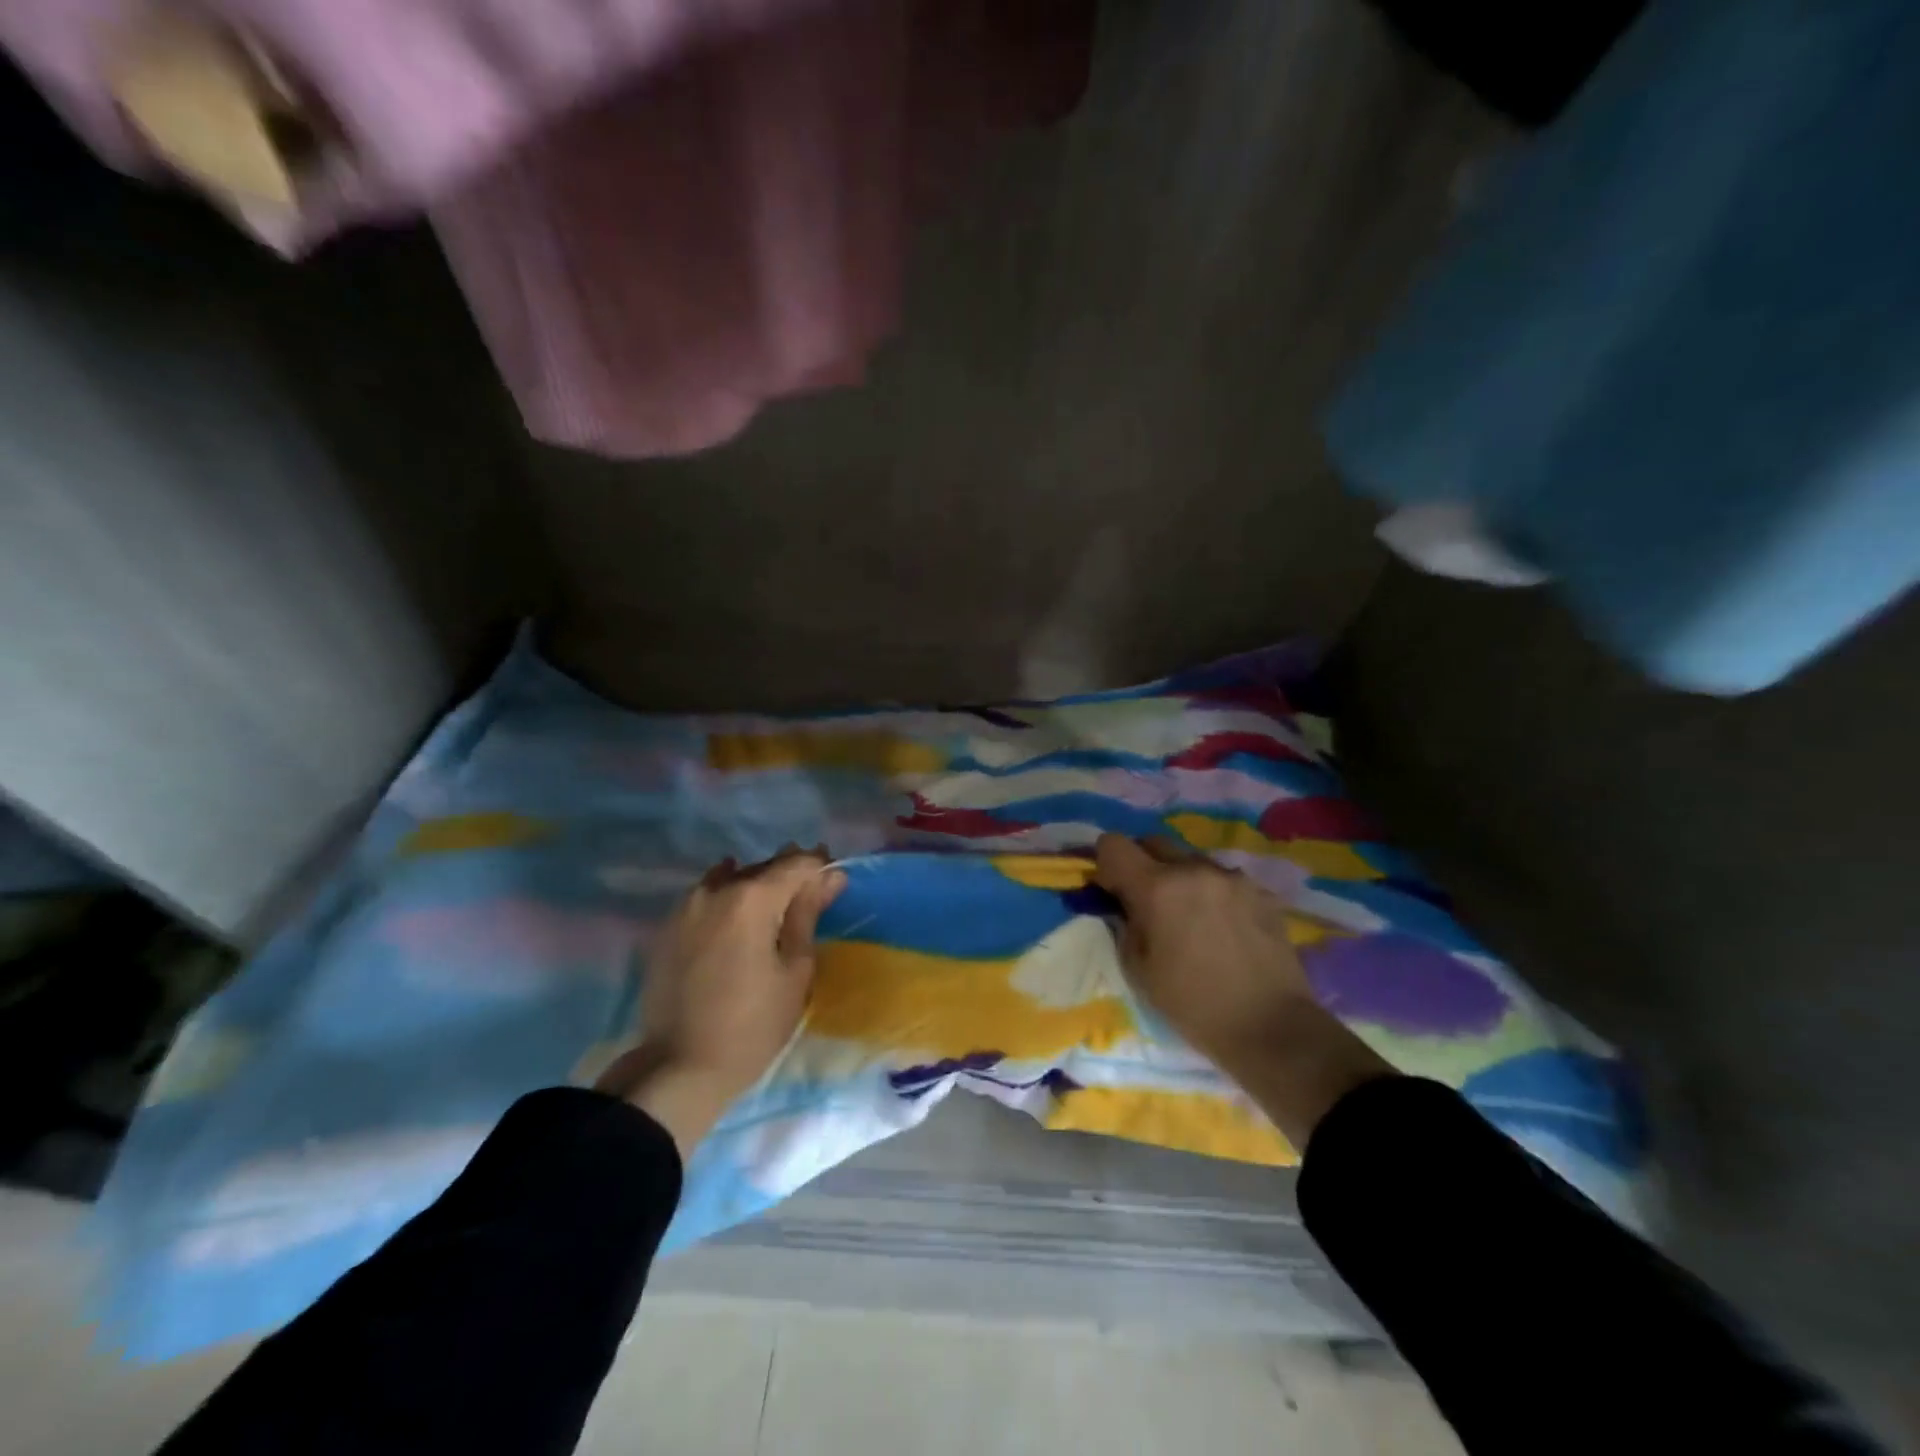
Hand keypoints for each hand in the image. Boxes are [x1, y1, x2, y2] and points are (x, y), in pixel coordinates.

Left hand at [596, 846, 845, 1154]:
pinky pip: (707, 898)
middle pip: (763, 867)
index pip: (796, 864)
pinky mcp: (668, 928)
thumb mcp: (795, 971)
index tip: (835, 882)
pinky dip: (729, 899)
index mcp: (752, 898)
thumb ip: (808, 915)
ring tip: (775, 910)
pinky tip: (739, 915)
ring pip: (732, 879)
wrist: (678, 1069)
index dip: (820, 868)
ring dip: (757, 885)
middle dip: (790, 876)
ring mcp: (686, 907)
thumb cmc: (753, 1025)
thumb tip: (830, 876)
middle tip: (811, 897)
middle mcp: (716, 890)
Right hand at [1093, 833, 1313, 1070]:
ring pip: (1192, 860)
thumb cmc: (1193, 1005)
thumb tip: (1127, 905)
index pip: (1113, 844)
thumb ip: (1126, 923)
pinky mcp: (1261, 891)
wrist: (1272, 1027)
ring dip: (1181, 878)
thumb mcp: (1138, 969)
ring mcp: (1232, 877)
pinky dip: (1213, 893)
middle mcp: (1194, 869)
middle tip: (1147, 901)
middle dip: (1142, 865)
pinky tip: (1223, 928)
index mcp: (1157, 887)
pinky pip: (1223, 879)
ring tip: (1190, 916)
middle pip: (1154, 843)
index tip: (1112, 889)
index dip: (1105, 863)